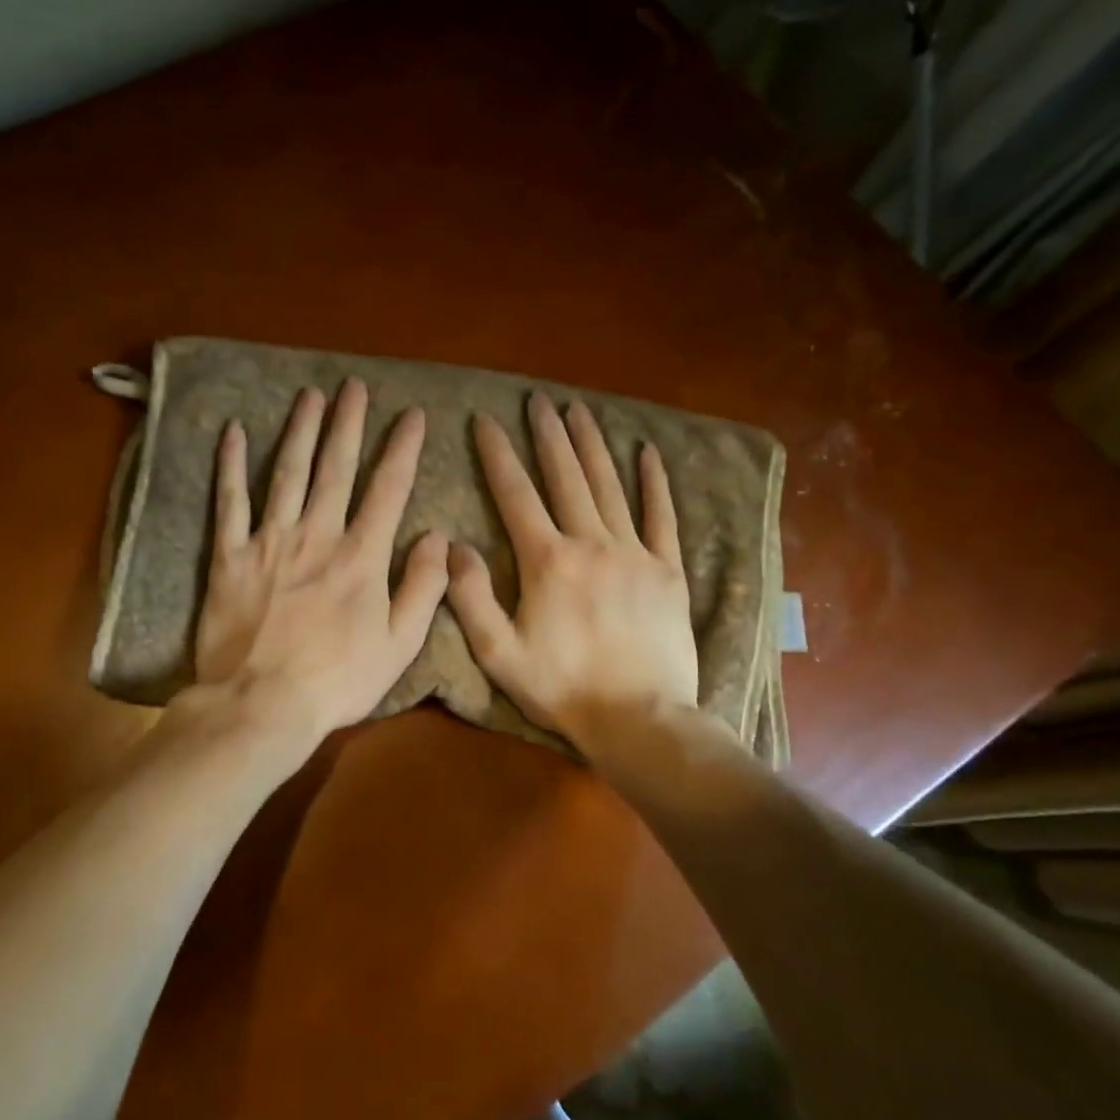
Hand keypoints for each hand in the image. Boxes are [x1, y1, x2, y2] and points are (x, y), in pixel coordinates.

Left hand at [194, 379, 448, 745]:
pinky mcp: (229, 555)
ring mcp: (269, 540)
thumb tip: (439, 537)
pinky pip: (230, 501)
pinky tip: (232, 431)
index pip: (388, 489)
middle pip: (335, 467)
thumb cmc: (337, 681)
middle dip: (347, 423)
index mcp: (361, 556)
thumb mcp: (399, 644)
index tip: (412, 415)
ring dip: (300, 430)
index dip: (402, 448)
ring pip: (287, 472)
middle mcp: (317, 534)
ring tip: (309, 396)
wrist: (260, 704)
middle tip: (353, 386)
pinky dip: (230, 464)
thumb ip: (423, 587)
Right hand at [446, 393, 700, 754]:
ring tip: (579, 410)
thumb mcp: (498, 652)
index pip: (515, 494)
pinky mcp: (667, 570)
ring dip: (592, 445)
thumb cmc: (561, 688)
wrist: (639, 719)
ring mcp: (634, 553)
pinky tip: (648, 453)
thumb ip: (471, 596)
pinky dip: (654, 482)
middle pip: (565, 477)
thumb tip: (452, 546)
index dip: (497, 453)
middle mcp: (590, 543)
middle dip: (548, 435)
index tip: (485, 420)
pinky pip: (661, 516)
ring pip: (609, 485)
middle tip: (538, 400)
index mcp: (546, 561)